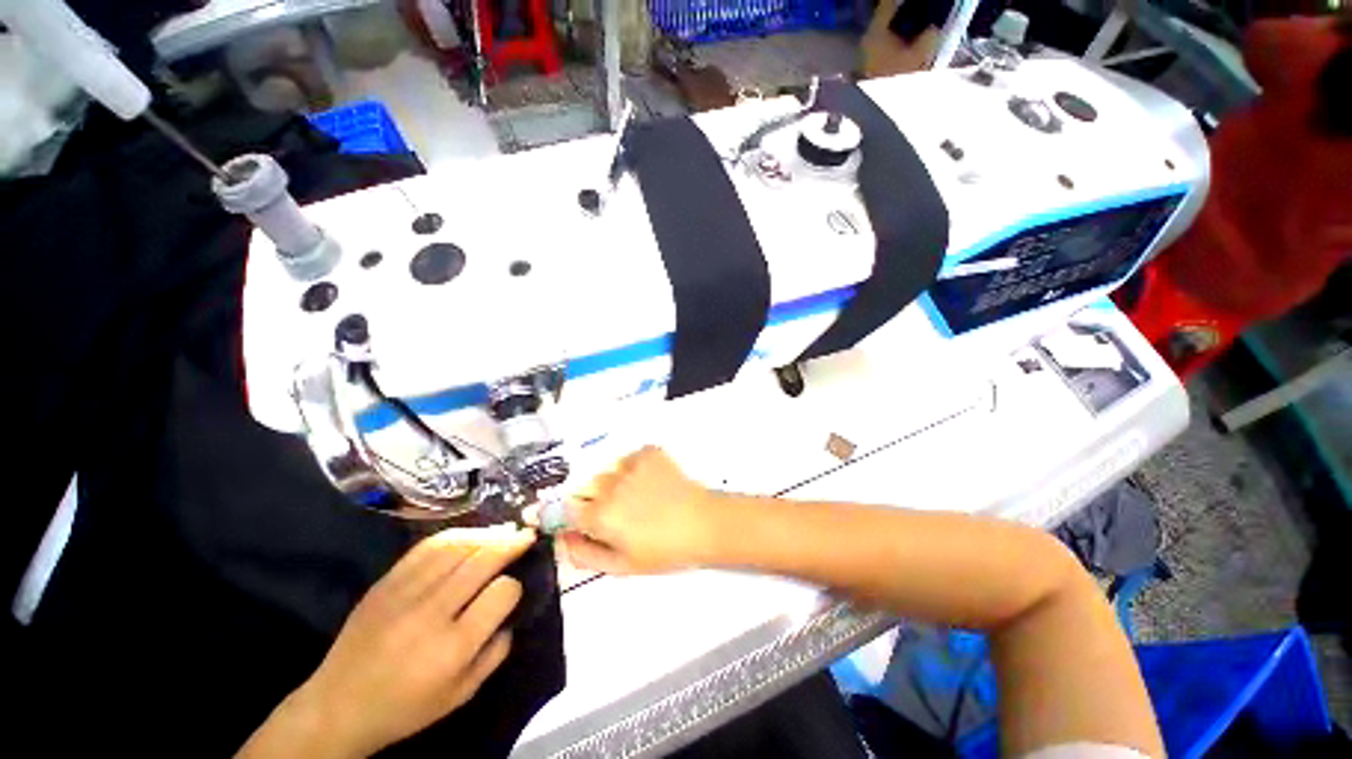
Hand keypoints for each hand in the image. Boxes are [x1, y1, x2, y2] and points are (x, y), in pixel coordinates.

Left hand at [277, 526, 533, 756]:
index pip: (501, 593)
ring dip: (487, 534)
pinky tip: (470, 536)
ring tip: (503, 532)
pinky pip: (427, 547)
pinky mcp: (385, 582)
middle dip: (511, 543)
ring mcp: (404, 593)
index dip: (514, 586)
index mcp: (452, 648)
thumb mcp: (461, 695)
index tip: (514, 590)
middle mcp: (430, 613)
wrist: (337, 706)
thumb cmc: (405, 708)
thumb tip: (510, 613)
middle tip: (527, 535)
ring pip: (457, 546)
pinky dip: (456, 535)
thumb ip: (495, 653)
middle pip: (482, 560)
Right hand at [560, 446, 717, 574]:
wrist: (703, 522)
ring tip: (643, 496)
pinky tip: (653, 482)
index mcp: (600, 516)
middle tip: (625, 512)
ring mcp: (630, 465)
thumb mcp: (622, 565)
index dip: (581, 516)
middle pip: (589, 488)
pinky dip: (637, 468)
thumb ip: (584, 554)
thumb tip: (562, 540)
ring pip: (610, 471)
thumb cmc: (664, 550)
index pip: (569, 509)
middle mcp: (609, 486)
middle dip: (600, 499)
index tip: (595, 522)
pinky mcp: (648, 452)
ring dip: (618, 482)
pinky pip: (631, 458)